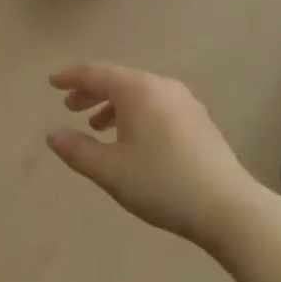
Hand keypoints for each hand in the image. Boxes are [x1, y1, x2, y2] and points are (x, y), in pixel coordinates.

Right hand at [47, 64, 266, 248]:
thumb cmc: (162, 184)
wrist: (228, 207)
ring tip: (97, 127)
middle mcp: (162, 87)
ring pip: (140, 94)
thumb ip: (77, 150)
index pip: (96, 74)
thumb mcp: (110, 171)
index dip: (71, 77)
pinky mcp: (199, 120)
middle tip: (70, 107)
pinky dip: (136, 114)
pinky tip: (132, 140)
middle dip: (92, 92)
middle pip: (119, 80)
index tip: (52, 83)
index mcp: (138, 90)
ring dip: (114, 105)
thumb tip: (52, 134)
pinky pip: (157, 105)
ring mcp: (185, 102)